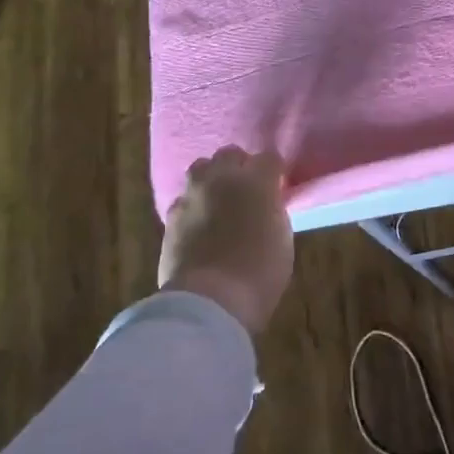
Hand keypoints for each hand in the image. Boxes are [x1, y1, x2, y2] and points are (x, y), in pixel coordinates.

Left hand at [159, 146, 293, 333]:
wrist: (210, 300)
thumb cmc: (259, 273)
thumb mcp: (282, 239)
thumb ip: (273, 212)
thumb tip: (265, 206)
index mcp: (257, 182)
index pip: (269, 158)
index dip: (274, 170)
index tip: (278, 184)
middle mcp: (222, 179)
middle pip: (229, 153)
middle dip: (239, 165)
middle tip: (246, 187)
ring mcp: (193, 195)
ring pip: (200, 168)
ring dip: (211, 178)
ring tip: (217, 198)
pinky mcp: (171, 216)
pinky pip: (183, 199)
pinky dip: (192, 206)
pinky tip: (197, 222)